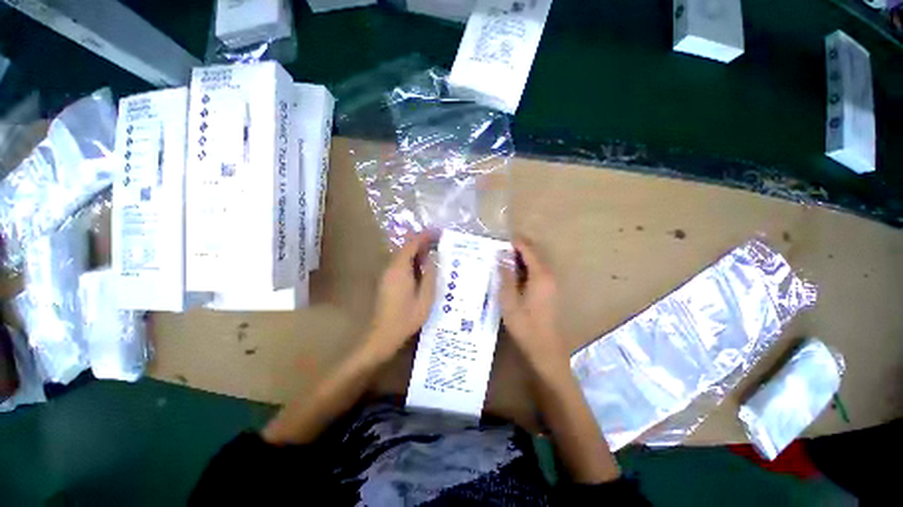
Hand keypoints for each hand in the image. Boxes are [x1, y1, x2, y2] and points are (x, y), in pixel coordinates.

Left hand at [366, 231, 437, 359]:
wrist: (383, 335)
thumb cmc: (406, 318)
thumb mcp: (425, 298)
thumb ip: (429, 276)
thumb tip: (432, 260)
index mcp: (399, 269)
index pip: (412, 244)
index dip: (425, 236)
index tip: (438, 232)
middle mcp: (390, 268)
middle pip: (406, 248)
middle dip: (422, 243)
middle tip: (439, 243)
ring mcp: (386, 274)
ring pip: (403, 256)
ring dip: (417, 252)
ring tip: (434, 255)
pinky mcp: (386, 281)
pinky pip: (400, 264)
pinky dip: (412, 261)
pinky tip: (422, 269)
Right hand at [500, 239, 568, 369]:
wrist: (544, 348)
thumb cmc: (525, 324)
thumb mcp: (509, 300)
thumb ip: (505, 275)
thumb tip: (501, 256)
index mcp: (540, 275)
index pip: (527, 249)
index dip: (513, 243)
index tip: (497, 241)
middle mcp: (548, 275)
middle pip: (532, 254)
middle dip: (515, 250)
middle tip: (495, 252)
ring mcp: (550, 283)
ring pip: (534, 263)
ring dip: (518, 260)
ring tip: (500, 262)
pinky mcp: (549, 290)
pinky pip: (535, 272)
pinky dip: (523, 269)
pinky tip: (510, 276)